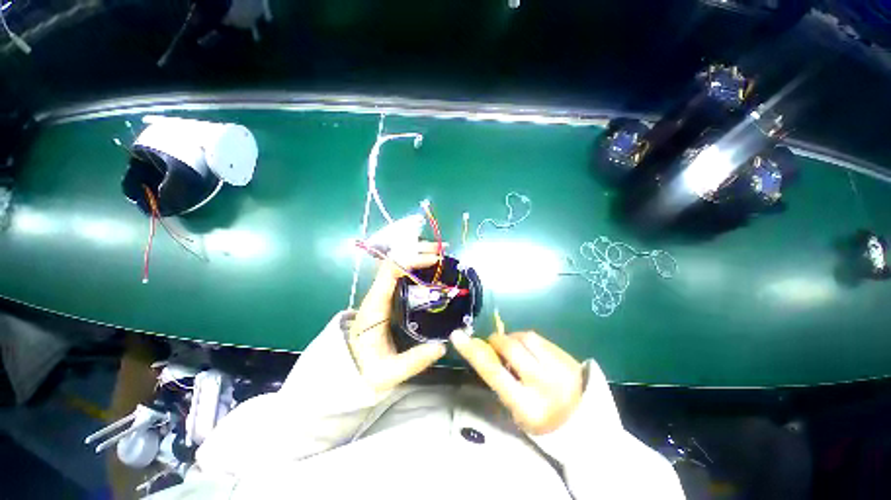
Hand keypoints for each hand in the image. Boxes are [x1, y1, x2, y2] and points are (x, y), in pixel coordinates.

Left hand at [349, 241, 446, 392]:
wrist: (348, 371)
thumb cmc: (365, 370)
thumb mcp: (388, 373)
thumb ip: (413, 361)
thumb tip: (442, 346)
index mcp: (374, 306)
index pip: (389, 271)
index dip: (412, 260)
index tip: (434, 260)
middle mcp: (377, 294)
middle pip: (394, 261)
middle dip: (417, 251)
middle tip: (441, 250)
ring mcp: (382, 294)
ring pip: (397, 265)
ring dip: (417, 255)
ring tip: (440, 254)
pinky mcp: (388, 298)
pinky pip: (401, 274)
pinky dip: (416, 266)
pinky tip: (431, 267)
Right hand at [451, 329, 582, 434]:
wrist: (585, 424)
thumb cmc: (542, 422)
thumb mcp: (516, 410)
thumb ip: (501, 381)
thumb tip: (487, 351)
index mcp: (526, 405)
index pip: (493, 372)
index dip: (473, 352)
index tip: (457, 335)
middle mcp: (543, 383)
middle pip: (510, 346)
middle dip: (497, 340)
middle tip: (494, 344)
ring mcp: (558, 367)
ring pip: (524, 337)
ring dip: (513, 338)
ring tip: (515, 348)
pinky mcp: (566, 356)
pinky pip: (539, 338)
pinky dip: (527, 340)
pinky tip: (530, 350)